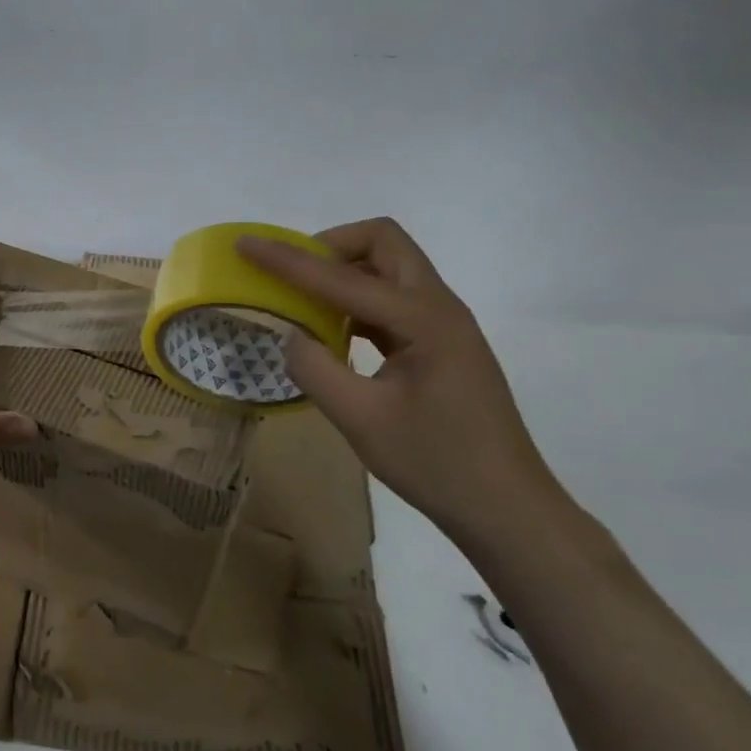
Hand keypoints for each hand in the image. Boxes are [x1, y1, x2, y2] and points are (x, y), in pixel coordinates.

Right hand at [238, 219, 568, 548]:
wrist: (505, 507)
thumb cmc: (436, 463)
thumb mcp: (362, 420)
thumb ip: (316, 370)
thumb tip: (291, 336)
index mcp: (424, 320)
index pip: (343, 277)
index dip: (289, 259)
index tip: (245, 245)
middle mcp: (439, 308)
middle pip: (384, 243)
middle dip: (330, 246)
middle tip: (290, 275)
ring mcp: (444, 325)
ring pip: (391, 268)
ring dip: (344, 272)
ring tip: (303, 304)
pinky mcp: (441, 345)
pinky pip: (393, 300)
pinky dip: (357, 302)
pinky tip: (333, 333)